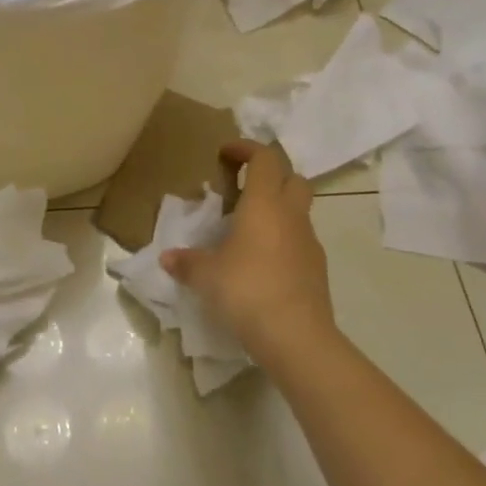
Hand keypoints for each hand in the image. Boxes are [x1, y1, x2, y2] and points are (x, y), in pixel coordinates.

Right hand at [163, 140, 335, 361]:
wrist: (296, 337)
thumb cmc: (246, 290)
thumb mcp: (205, 275)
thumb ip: (186, 262)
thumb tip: (168, 258)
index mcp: (264, 204)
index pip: (264, 159)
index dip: (246, 149)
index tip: (226, 153)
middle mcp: (291, 216)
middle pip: (293, 178)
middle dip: (271, 175)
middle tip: (244, 188)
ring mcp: (309, 243)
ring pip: (299, 211)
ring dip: (277, 210)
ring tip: (247, 229)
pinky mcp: (316, 269)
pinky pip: (300, 241)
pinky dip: (283, 240)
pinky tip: (261, 262)